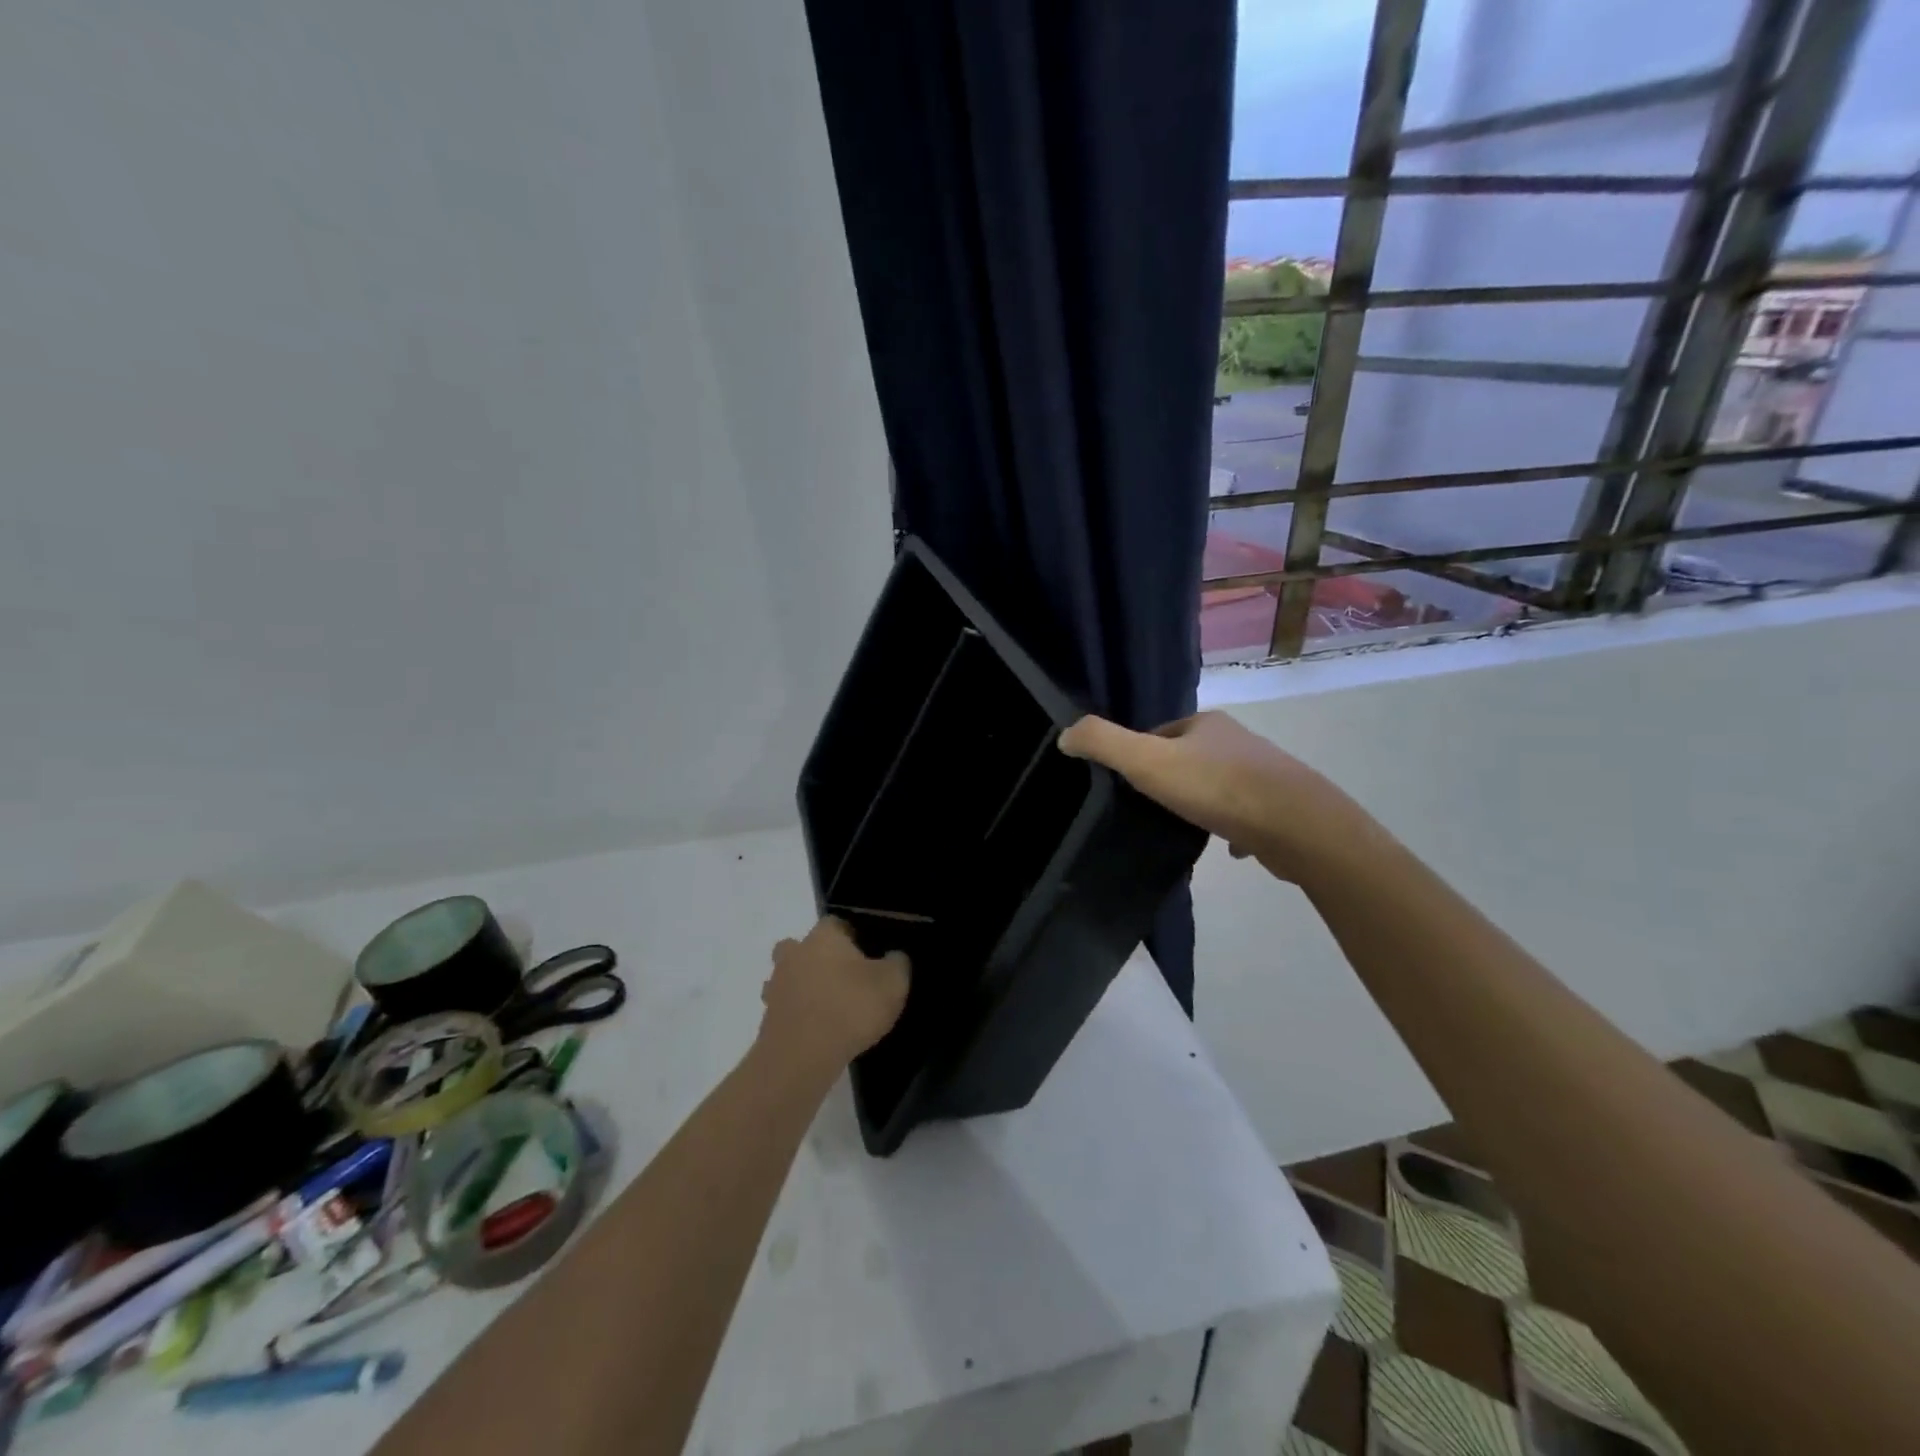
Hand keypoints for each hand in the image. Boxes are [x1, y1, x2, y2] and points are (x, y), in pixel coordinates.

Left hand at [758, 917, 909, 1080]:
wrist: (802, 1057)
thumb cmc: (851, 1008)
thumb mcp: (893, 983)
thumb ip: (897, 963)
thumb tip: (893, 957)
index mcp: (824, 936)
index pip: (836, 923)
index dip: (852, 936)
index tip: (868, 955)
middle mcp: (795, 953)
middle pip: (804, 947)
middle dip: (820, 958)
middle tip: (845, 979)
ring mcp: (776, 986)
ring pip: (791, 977)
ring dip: (805, 987)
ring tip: (831, 1008)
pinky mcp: (768, 1018)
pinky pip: (786, 1008)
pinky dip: (799, 1014)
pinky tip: (818, 1031)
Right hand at [1058, 711, 1372, 884]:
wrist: (1297, 826)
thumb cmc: (1218, 789)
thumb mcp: (1149, 762)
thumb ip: (1104, 744)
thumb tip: (1065, 734)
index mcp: (1206, 724)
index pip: (1159, 733)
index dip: (1138, 755)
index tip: (1124, 784)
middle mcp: (1236, 741)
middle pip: (1189, 757)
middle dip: (1169, 779)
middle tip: (1147, 810)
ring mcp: (1263, 773)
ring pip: (1218, 785)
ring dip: (1199, 802)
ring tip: (1179, 828)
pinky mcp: (1280, 807)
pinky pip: (1244, 814)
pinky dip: (1229, 827)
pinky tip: (1220, 847)